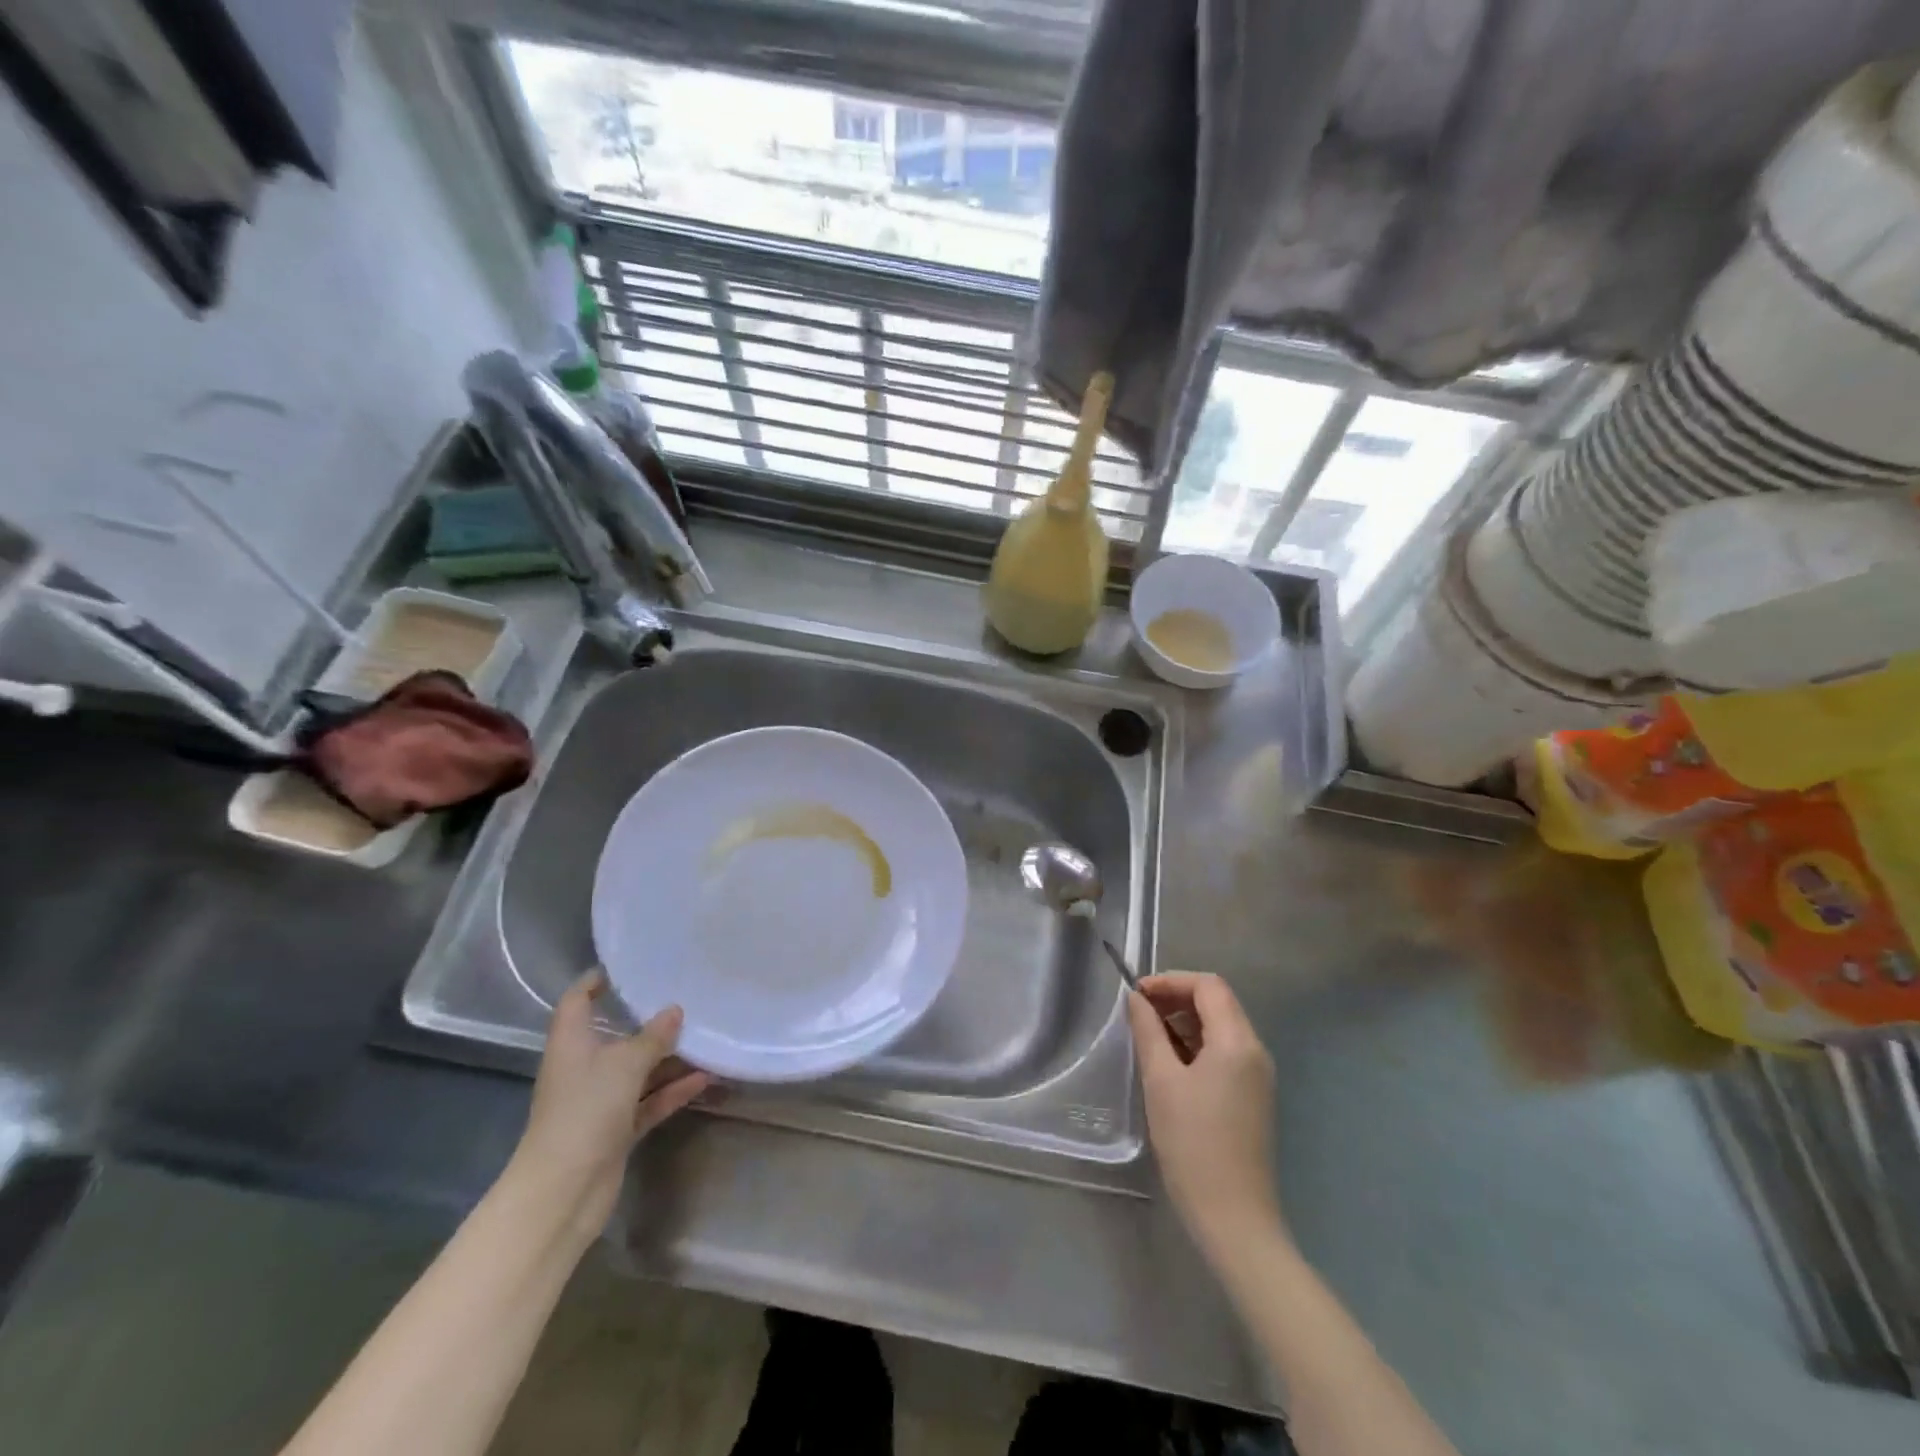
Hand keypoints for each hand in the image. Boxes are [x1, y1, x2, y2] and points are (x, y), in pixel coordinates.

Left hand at [509, 969, 711, 1236]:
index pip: (578, 1000)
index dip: (598, 981)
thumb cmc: (585, 1111)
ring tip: (707, 1037)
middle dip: (649, 1020)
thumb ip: (652, 1036)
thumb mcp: (624, 1064)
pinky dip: (673, 1090)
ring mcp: (600, 1100)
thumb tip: (675, 1010)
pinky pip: (649, 1100)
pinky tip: (706, 1077)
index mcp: (572, 1043)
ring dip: (669, 1058)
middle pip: (616, 1035)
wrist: (563, 1191)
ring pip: (638, 1070)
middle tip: (686, 997)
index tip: (630, 966)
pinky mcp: (616, 1128)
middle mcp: (583, 1067)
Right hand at [1128, 972, 1282, 1259]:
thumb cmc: (1193, 1143)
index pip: (1208, 986)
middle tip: (1138, 1013)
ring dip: (1185, 1021)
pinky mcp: (1253, 1096)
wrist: (1233, 1218)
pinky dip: (1196, 1044)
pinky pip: (1224, 1052)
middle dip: (1176, 998)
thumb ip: (1148, 1031)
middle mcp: (1255, 1051)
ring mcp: (1258, 1075)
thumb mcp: (1161, 1081)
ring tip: (1148, 1036)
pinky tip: (1170, 1063)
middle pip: (1217, 1002)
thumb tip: (1137, 999)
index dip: (1171, 981)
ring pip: (1220, 1027)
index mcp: (1237, 1042)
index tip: (1136, 994)